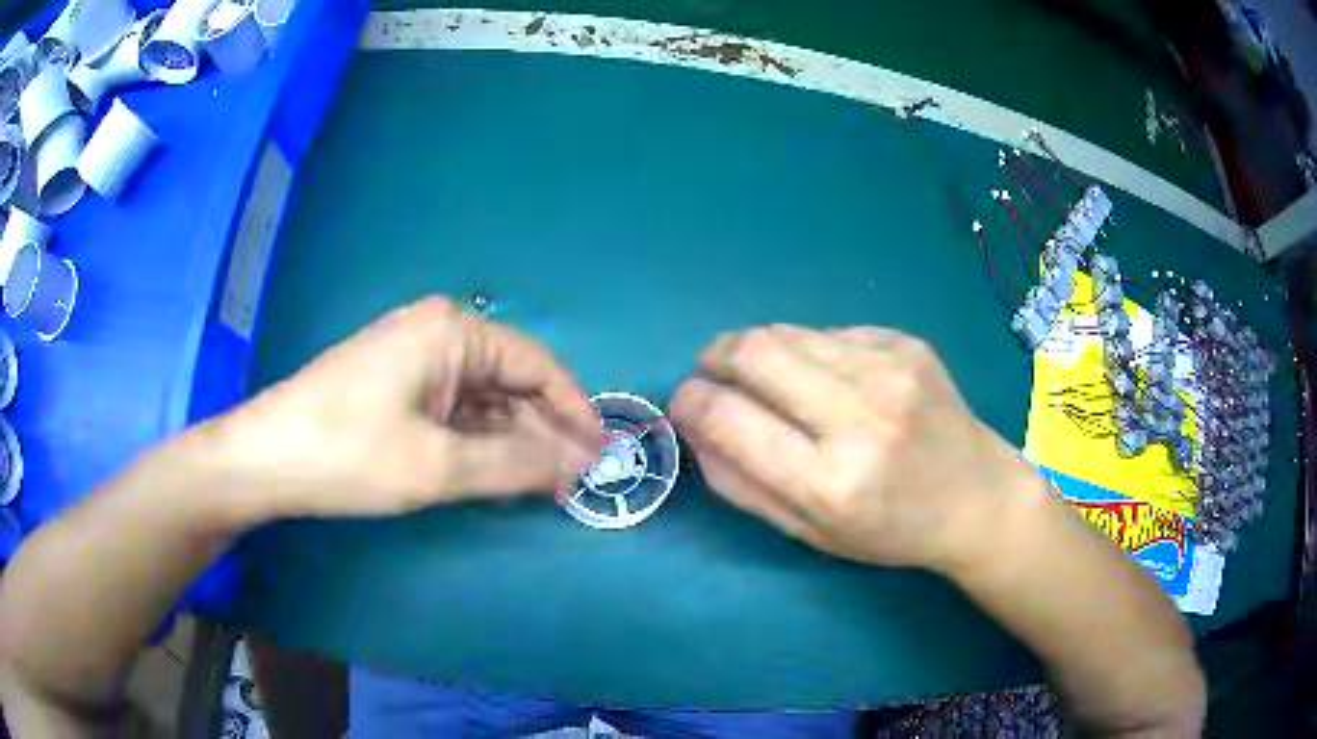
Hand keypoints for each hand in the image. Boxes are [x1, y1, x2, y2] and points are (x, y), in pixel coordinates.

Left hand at [206, 297, 604, 518]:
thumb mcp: (438, 466)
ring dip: (513, 442)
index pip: (538, 367)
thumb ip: (516, 465)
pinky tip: (498, 475)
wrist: (266, 459)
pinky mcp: (398, 385)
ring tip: (545, 486)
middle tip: (576, 483)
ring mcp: (415, 359)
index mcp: (454, 331)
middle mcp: (439, 333)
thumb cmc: (349, 453)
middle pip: (512, 383)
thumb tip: (581, 466)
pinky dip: (480, 443)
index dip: (575, 412)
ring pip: (484, 401)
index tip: (602, 456)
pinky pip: (455, 411)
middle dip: (545, 433)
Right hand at [670, 325, 1044, 574]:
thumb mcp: (807, 532)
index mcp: (830, 482)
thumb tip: (693, 425)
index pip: (728, 417)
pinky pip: (830, 332)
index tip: (685, 401)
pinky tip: (831, 378)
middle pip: (755, 352)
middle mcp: (861, 417)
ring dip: (760, 350)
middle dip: (716, 356)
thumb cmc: (889, 530)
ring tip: (768, 376)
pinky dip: (810, 350)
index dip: (690, 400)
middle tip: (712, 371)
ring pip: (788, 333)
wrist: (975, 496)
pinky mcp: (907, 343)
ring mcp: (890, 370)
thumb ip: (740, 483)